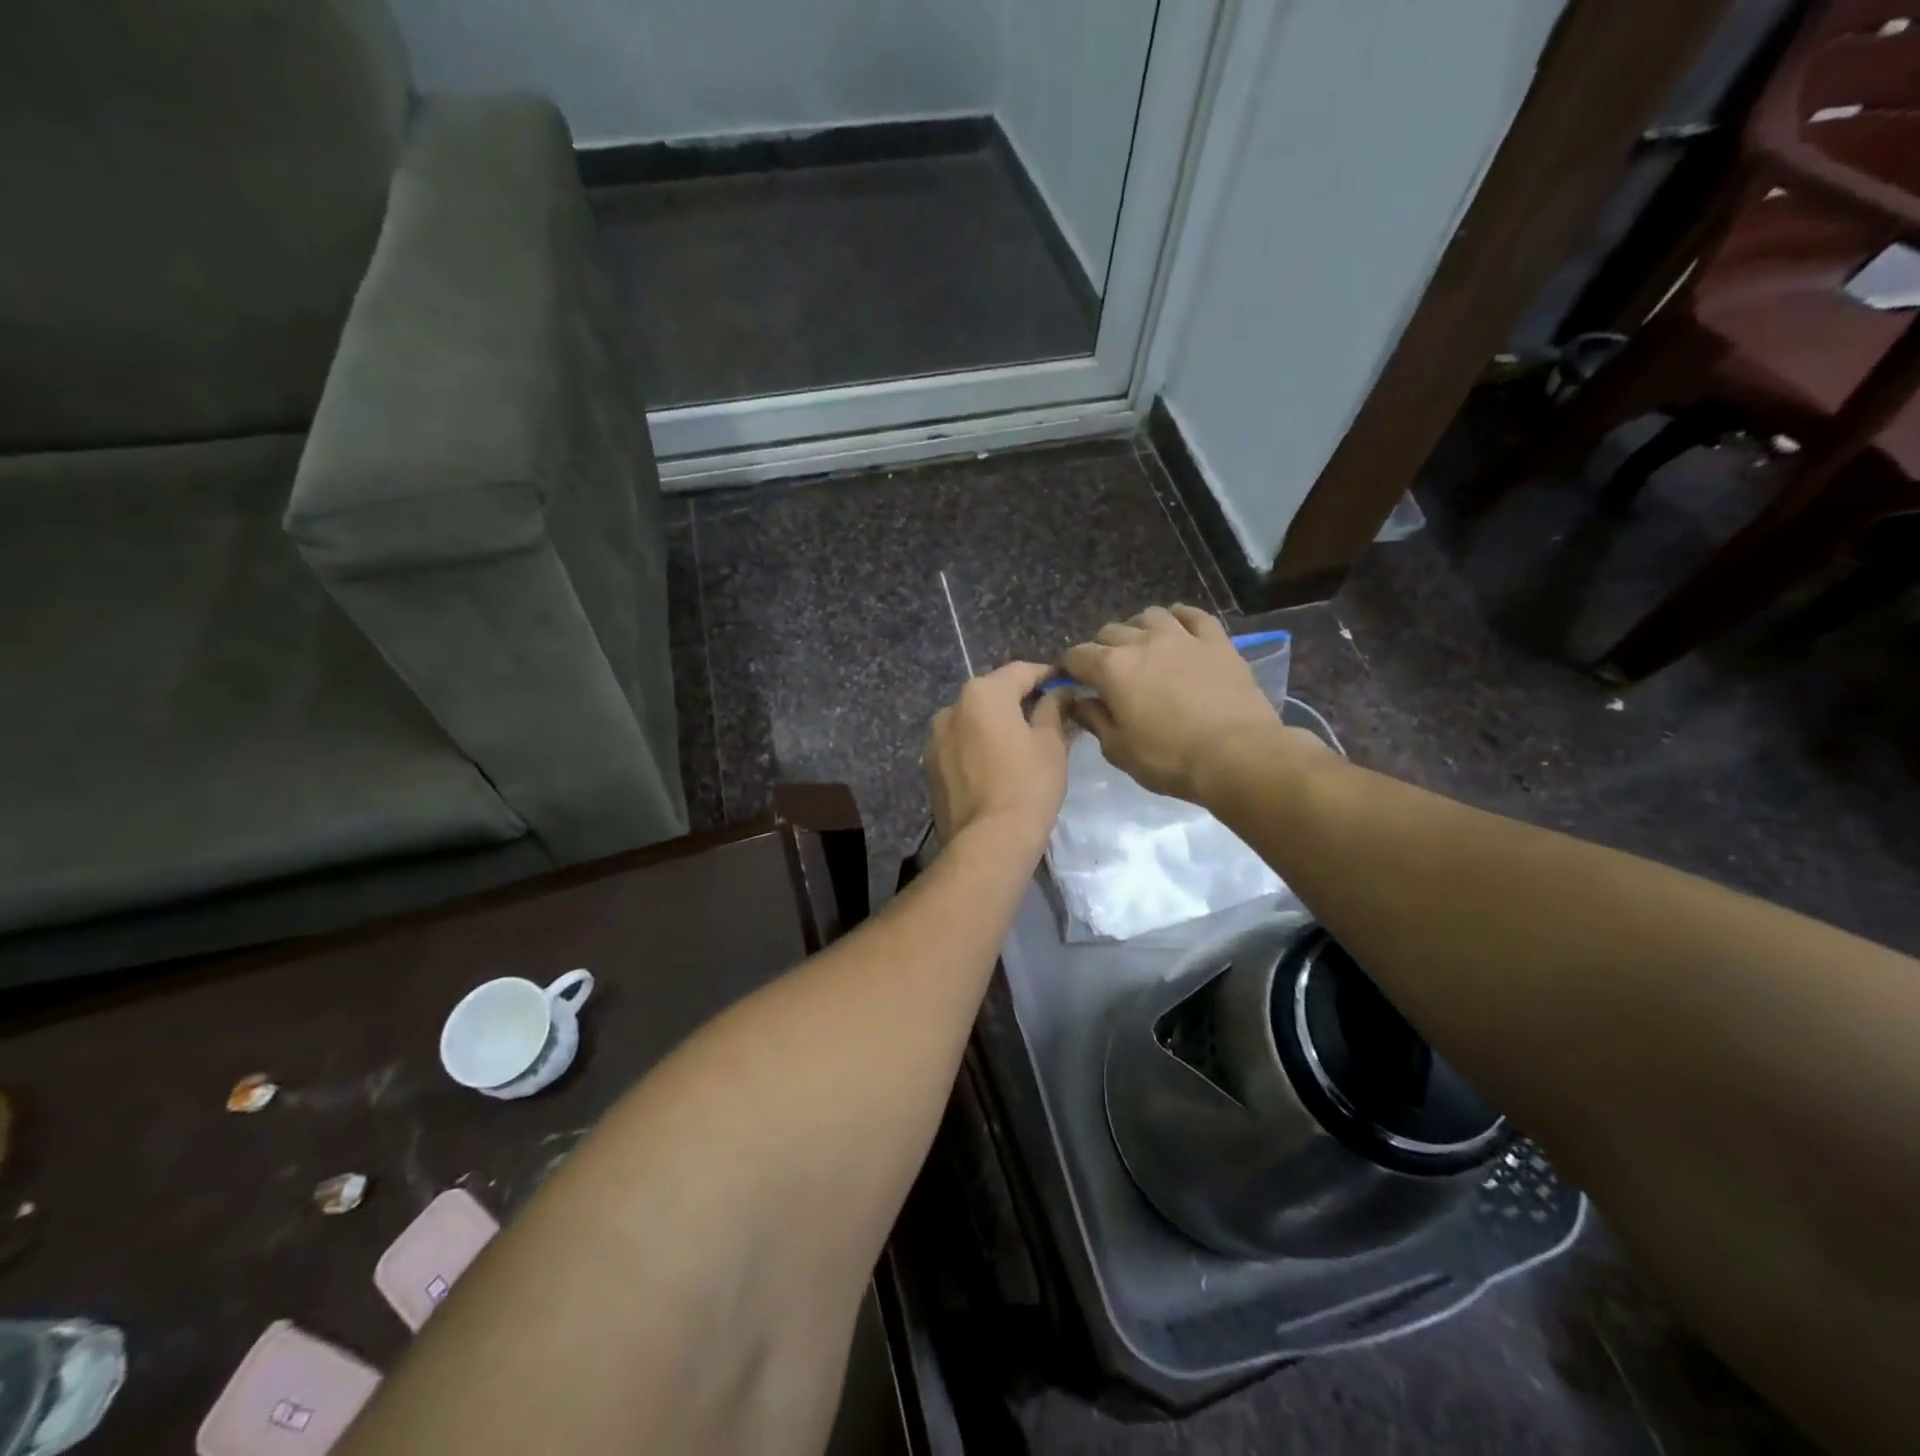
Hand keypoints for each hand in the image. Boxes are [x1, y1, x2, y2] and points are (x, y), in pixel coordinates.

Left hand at [926, 662, 1070, 855]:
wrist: (988, 842)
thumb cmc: (1028, 785)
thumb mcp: (1051, 743)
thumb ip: (1054, 708)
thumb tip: (1060, 692)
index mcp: (982, 694)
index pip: (1021, 671)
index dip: (1048, 675)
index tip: (1066, 684)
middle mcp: (952, 708)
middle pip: (993, 694)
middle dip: (1020, 700)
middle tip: (1049, 715)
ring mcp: (936, 738)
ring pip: (974, 721)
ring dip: (997, 724)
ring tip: (1023, 743)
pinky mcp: (931, 766)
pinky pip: (961, 745)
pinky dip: (980, 746)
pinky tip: (998, 765)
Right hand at [1063, 605, 1323, 803]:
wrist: (1236, 755)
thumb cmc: (1169, 758)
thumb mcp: (1119, 750)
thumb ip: (1094, 720)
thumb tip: (1078, 701)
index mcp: (1112, 669)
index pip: (1077, 655)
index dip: (1070, 668)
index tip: (1073, 682)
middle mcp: (1142, 642)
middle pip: (1110, 632)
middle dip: (1101, 649)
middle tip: (1107, 672)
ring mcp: (1182, 637)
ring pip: (1150, 616)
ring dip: (1138, 628)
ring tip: (1142, 647)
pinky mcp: (1216, 641)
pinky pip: (1194, 615)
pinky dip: (1180, 617)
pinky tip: (1178, 627)